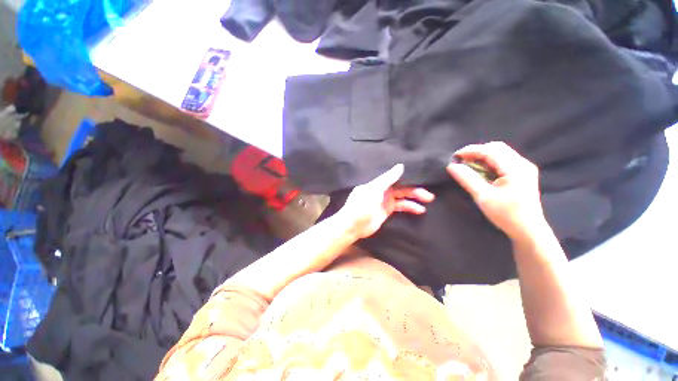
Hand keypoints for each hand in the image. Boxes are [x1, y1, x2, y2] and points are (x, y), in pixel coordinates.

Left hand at [339, 164, 434, 238]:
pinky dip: (410, 207)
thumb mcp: (373, 190)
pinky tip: (419, 209)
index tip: (422, 176)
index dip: (408, 177)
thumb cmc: (361, 205)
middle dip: (415, 189)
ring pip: (403, 197)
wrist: (353, 225)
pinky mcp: (387, 211)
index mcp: (378, 183)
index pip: (396, 177)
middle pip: (402, 188)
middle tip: (429, 194)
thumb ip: (387, 179)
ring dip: (415, 198)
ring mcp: (385, 201)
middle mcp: (383, 190)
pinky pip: (401, 207)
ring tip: (428, 200)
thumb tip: (401, 166)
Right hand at [446, 142, 545, 240]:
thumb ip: (467, 179)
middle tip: (461, 161)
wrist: (528, 230)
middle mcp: (522, 164)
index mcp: (516, 168)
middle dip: (477, 151)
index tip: (455, 156)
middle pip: (497, 148)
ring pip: (500, 153)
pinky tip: (481, 170)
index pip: (491, 151)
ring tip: (468, 165)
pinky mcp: (523, 173)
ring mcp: (524, 168)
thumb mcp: (483, 197)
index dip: (471, 151)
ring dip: (483, 156)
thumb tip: (451, 166)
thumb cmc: (506, 215)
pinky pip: (503, 160)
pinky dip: (489, 161)